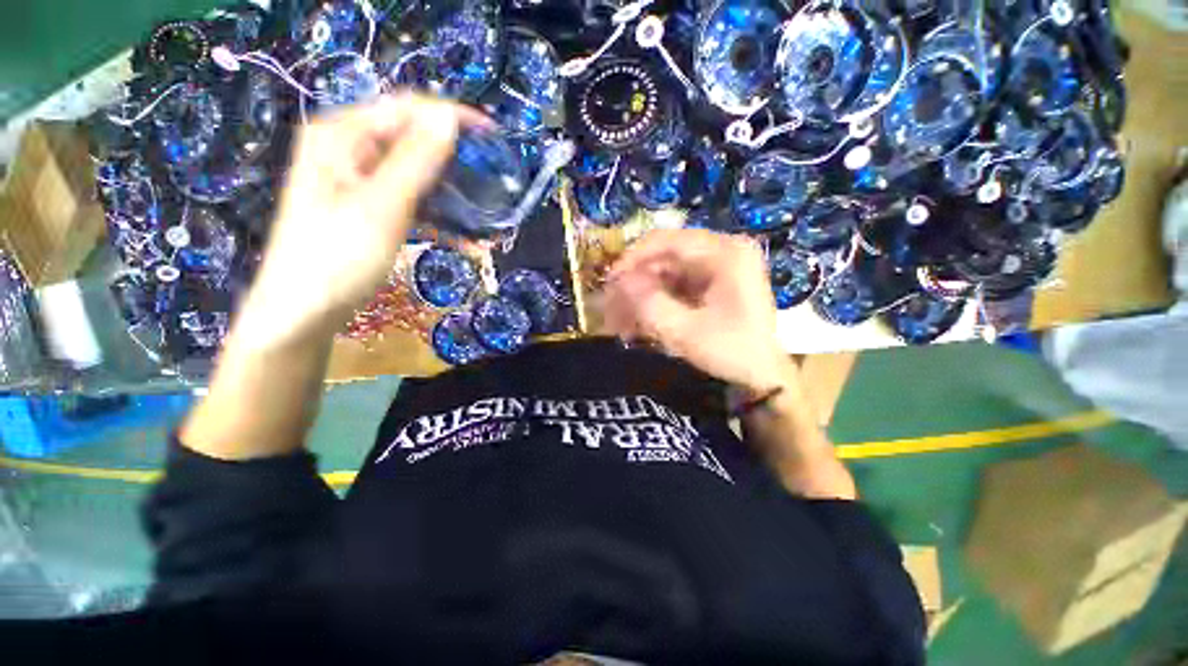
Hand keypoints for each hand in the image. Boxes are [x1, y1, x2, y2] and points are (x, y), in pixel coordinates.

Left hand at [239, 93, 486, 346]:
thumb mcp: (381, 206)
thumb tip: (449, 118)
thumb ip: (416, 160)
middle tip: (490, 175)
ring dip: (449, 188)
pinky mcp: (366, 207)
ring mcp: (355, 180)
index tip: (494, 137)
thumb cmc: (337, 258)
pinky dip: (436, 212)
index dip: (452, 117)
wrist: (304, 313)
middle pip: (411, 137)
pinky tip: (460, 232)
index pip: (407, 109)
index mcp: (342, 134)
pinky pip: (409, 198)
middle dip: (453, 154)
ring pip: (414, 171)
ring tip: (481, 206)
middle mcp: (346, 148)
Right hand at [601, 229, 793, 391]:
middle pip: (664, 259)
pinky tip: (637, 324)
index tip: (610, 282)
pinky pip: (675, 289)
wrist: (764, 378)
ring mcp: (717, 270)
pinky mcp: (711, 287)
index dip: (633, 259)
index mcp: (725, 253)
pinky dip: (655, 304)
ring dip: (641, 297)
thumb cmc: (732, 352)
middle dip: (635, 284)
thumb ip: (649, 303)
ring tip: (620, 322)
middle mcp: (721, 253)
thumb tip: (619, 281)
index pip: (667, 241)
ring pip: (666, 275)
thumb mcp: (686, 331)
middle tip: (610, 307)